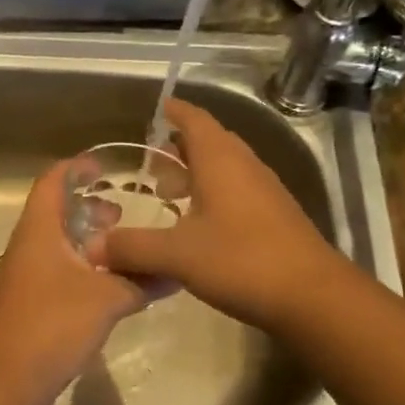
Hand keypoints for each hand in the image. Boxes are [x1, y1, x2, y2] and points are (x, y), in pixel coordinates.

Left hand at [0, 159, 155, 385]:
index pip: (52, 183)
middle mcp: (29, 247)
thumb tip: (177, 272)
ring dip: (89, 241)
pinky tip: (113, 284)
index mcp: (39, 231)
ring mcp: (28, 277)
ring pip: (60, 245)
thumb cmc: (54, 323)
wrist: (9, 377)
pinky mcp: (33, 303)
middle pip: (56, 214)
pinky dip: (86, 268)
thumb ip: (142, 282)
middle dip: (88, 208)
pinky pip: (61, 272)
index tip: (104, 166)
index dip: (75, 168)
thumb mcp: (107, 298)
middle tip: (123, 212)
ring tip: (124, 248)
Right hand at [101, 99, 340, 331]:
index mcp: (221, 162)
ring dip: (197, 174)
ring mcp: (265, 192)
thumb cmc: (241, 261)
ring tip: (168, 193)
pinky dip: (213, 196)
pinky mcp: (276, 218)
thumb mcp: (177, 255)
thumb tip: (93, 247)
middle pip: (211, 142)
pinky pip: (237, 193)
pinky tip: (198, 225)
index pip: (196, 121)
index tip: (157, 107)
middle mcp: (245, 167)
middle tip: (152, 159)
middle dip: (180, 146)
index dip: (175, 112)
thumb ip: (133, 247)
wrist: (311, 296)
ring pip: (226, 169)